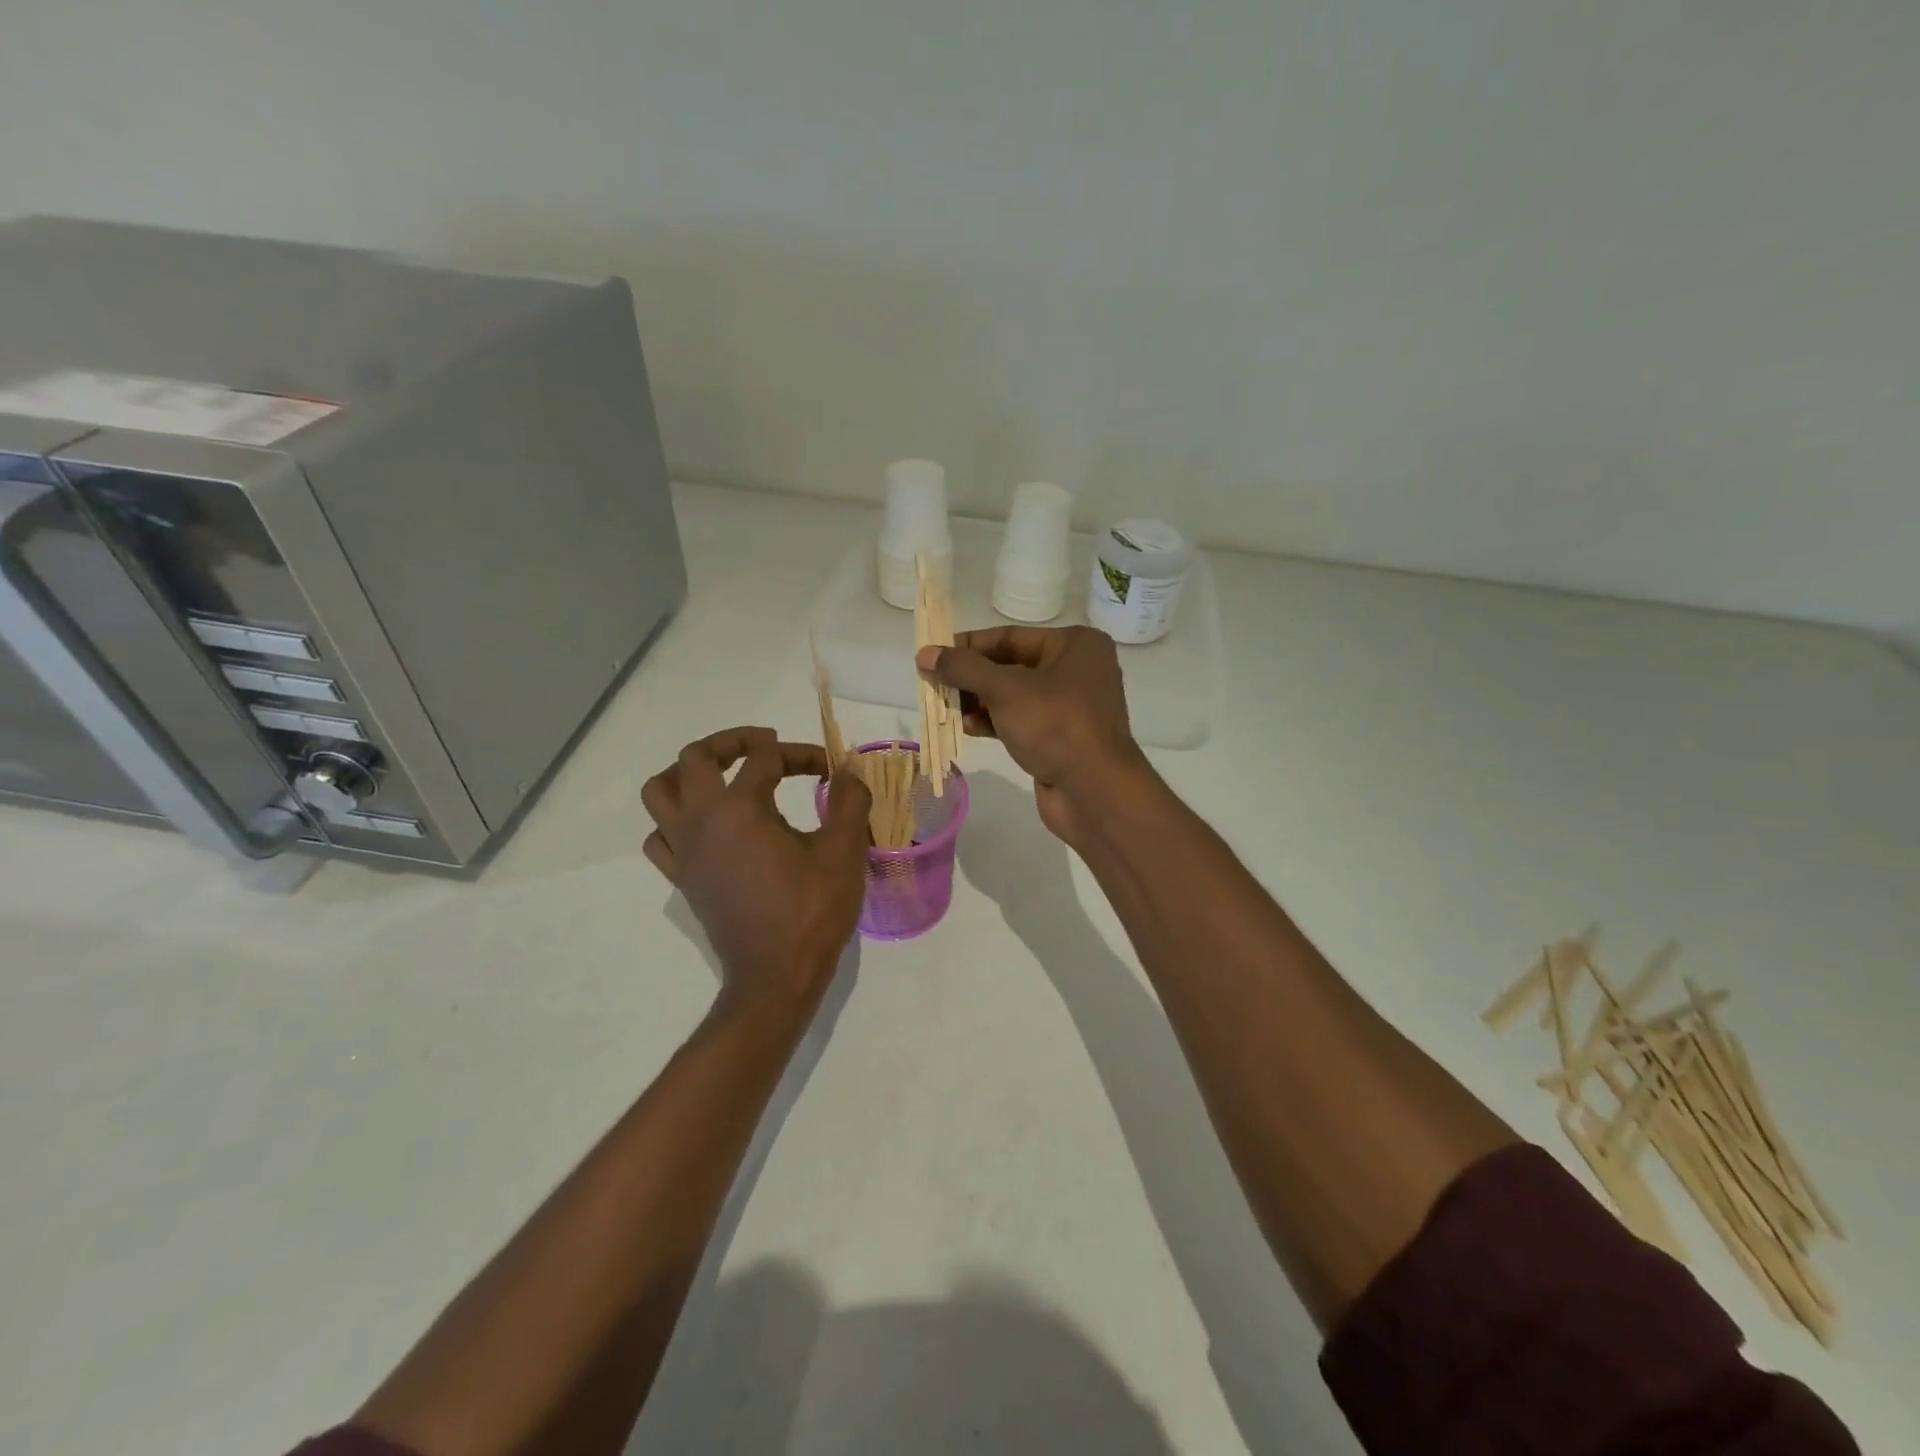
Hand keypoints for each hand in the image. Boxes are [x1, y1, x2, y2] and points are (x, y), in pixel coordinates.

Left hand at [641, 727, 871, 1015]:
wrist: (776, 976)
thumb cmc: (812, 910)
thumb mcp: (844, 851)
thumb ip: (849, 801)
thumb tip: (849, 771)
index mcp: (741, 808)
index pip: (766, 758)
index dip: (802, 755)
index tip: (830, 772)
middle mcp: (701, 820)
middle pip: (694, 757)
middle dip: (731, 742)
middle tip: (764, 747)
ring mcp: (684, 850)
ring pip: (660, 792)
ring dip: (689, 774)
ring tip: (723, 778)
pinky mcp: (682, 877)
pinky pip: (660, 836)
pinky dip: (677, 821)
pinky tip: (709, 829)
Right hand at [918, 626, 1154, 843]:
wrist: (1094, 791)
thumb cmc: (1054, 725)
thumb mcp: (1004, 690)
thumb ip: (963, 668)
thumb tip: (925, 654)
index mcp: (1075, 645)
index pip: (1010, 636)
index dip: (968, 645)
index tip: (933, 655)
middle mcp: (1077, 670)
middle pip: (1010, 665)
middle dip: (971, 677)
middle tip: (934, 684)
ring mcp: (1070, 706)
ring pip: (1013, 696)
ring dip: (978, 701)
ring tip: (947, 709)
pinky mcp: (1061, 738)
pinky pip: (1021, 721)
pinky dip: (994, 722)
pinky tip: (968, 728)